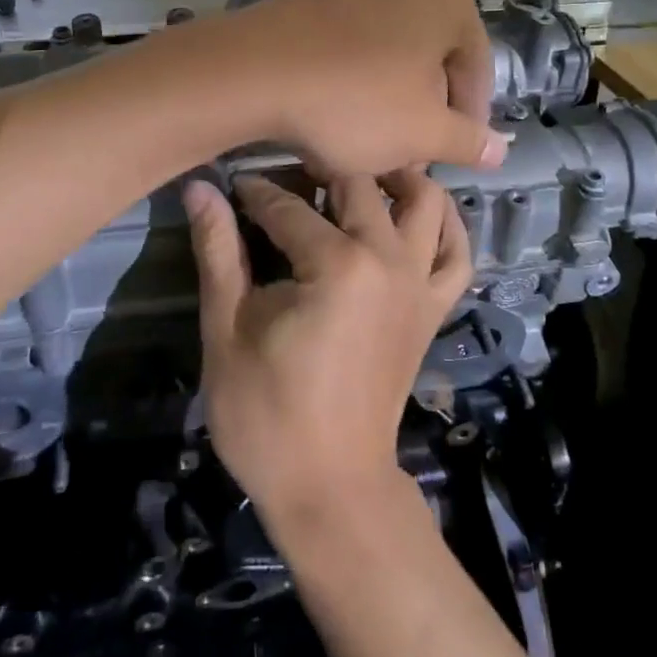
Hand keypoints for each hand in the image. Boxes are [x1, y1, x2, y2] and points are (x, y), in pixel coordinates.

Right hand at [187, 171, 472, 529]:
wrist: (331, 488)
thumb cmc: (267, 416)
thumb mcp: (226, 331)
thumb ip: (218, 251)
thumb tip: (199, 186)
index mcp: (336, 264)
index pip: (288, 205)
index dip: (254, 191)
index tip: (232, 184)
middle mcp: (389, 259)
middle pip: (359, 183)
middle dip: (319, 169)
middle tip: (286, 176)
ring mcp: (420, 282)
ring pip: (425, 200)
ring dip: (395, 178)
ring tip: (356, 177)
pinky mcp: (434, 307)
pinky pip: (457, 250)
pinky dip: (445, 223)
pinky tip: (415, 214)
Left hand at [201, 0, 503, 174]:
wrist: (252, 71)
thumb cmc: (355, 100)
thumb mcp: (424, 133)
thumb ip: (470, 140)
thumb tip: (502, 149)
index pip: (477, 68)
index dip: (469, 121)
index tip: (452, 157)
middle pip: (433, 59)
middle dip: (426, 111)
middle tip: (412, 155)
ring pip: (392, 55)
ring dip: (390, 101)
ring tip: (372, 143)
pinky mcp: (314, 0)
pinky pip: (353, 46)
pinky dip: (355, 81)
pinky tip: (336, 115)